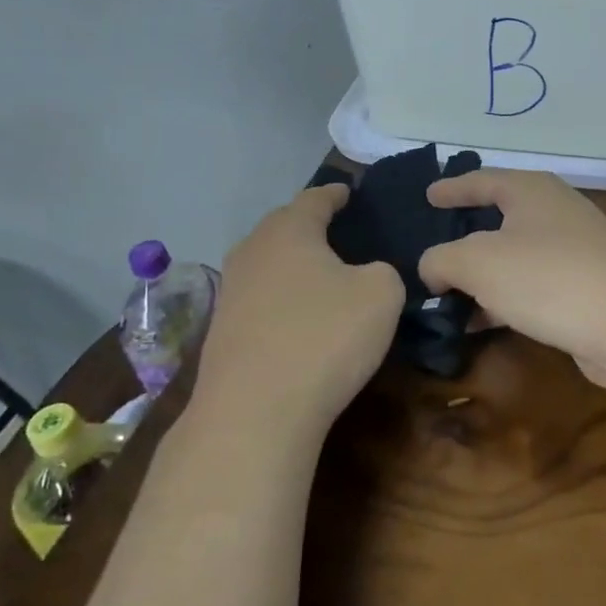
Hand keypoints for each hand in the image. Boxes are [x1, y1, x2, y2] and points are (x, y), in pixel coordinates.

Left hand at [195, 184, 402, 430]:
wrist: (255, 412)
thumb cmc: (324, 337)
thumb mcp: (382, 294)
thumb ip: (383, 272)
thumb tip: (367, 275)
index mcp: (289, 230)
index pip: (315, 198)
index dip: (336, 194)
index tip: (350, 193)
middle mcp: (252, 251)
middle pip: (284, 227)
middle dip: (310, 227)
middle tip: (339, 233)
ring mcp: (231, 293)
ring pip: (268, 264)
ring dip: (293, 266)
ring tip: (321, 276)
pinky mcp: (222, 332)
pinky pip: (260, 300)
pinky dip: (282, 300)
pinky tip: (299, 318)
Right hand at [418, 169, 605, 387]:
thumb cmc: (547, 278)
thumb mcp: (476, 262)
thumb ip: (441, 260)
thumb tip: (434, 271)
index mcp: (531, 190)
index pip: (481, 180)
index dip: (452, 187)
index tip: (428, 195)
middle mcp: (555, 211)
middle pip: (500, 218)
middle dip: (465, 236)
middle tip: (434, 247)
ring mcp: (575, 250)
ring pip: (515, 256)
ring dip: (481, 277)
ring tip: (446, 296)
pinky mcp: (585, 287)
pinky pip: (532, 286)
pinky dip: (503, 299)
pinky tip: (479, 323)